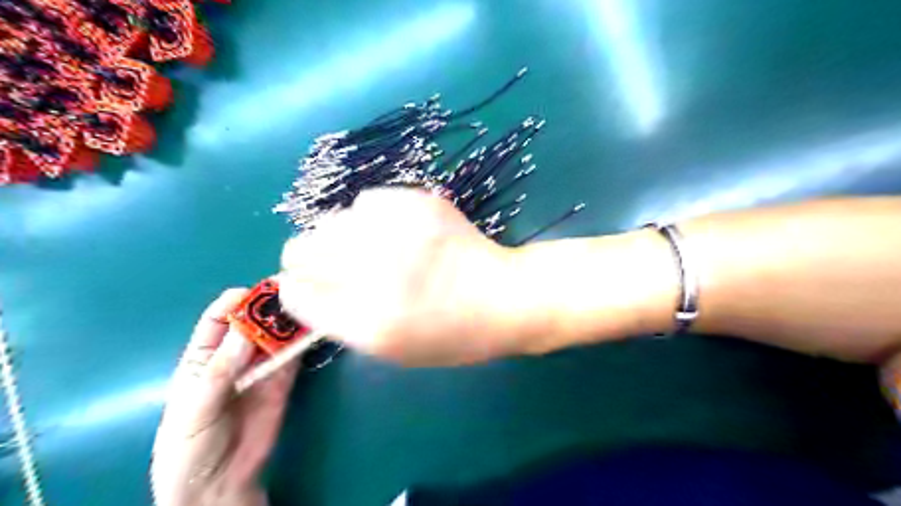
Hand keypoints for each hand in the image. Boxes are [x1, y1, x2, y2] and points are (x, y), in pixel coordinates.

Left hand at [150, 289, 297, 504]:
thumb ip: (219, 371)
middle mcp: (234, 356)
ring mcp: (261, 367)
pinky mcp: (283, 380)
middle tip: (292, 291)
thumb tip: (246, 331)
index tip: (256, 291)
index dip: (235, 302)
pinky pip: (294, 356)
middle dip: (269, 306)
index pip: (218, 320)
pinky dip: (304, 341)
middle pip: (253, 323)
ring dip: (290, 320)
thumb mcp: (195, 408)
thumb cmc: (190, 445)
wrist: (219, 483)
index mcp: (203, 357)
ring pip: (276, 336)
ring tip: (309, 304)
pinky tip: (315, 328)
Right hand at [279, 187, 525, 365]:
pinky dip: (372, 216)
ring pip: (330, 220)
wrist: (504, 296)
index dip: (298, 289)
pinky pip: (367, 200)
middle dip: (307, 258)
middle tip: (333, 263)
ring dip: (341, 236)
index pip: (295, 293)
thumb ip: (341, 321)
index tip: (309, 286)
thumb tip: (305, 287)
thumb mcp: (392, 350)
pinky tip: (396, 229)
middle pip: (300, 248)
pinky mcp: (418, 203)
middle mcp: (376, 273)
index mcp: (368, 321)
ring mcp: (398, 232)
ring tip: (373, 247)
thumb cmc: (451, 335)